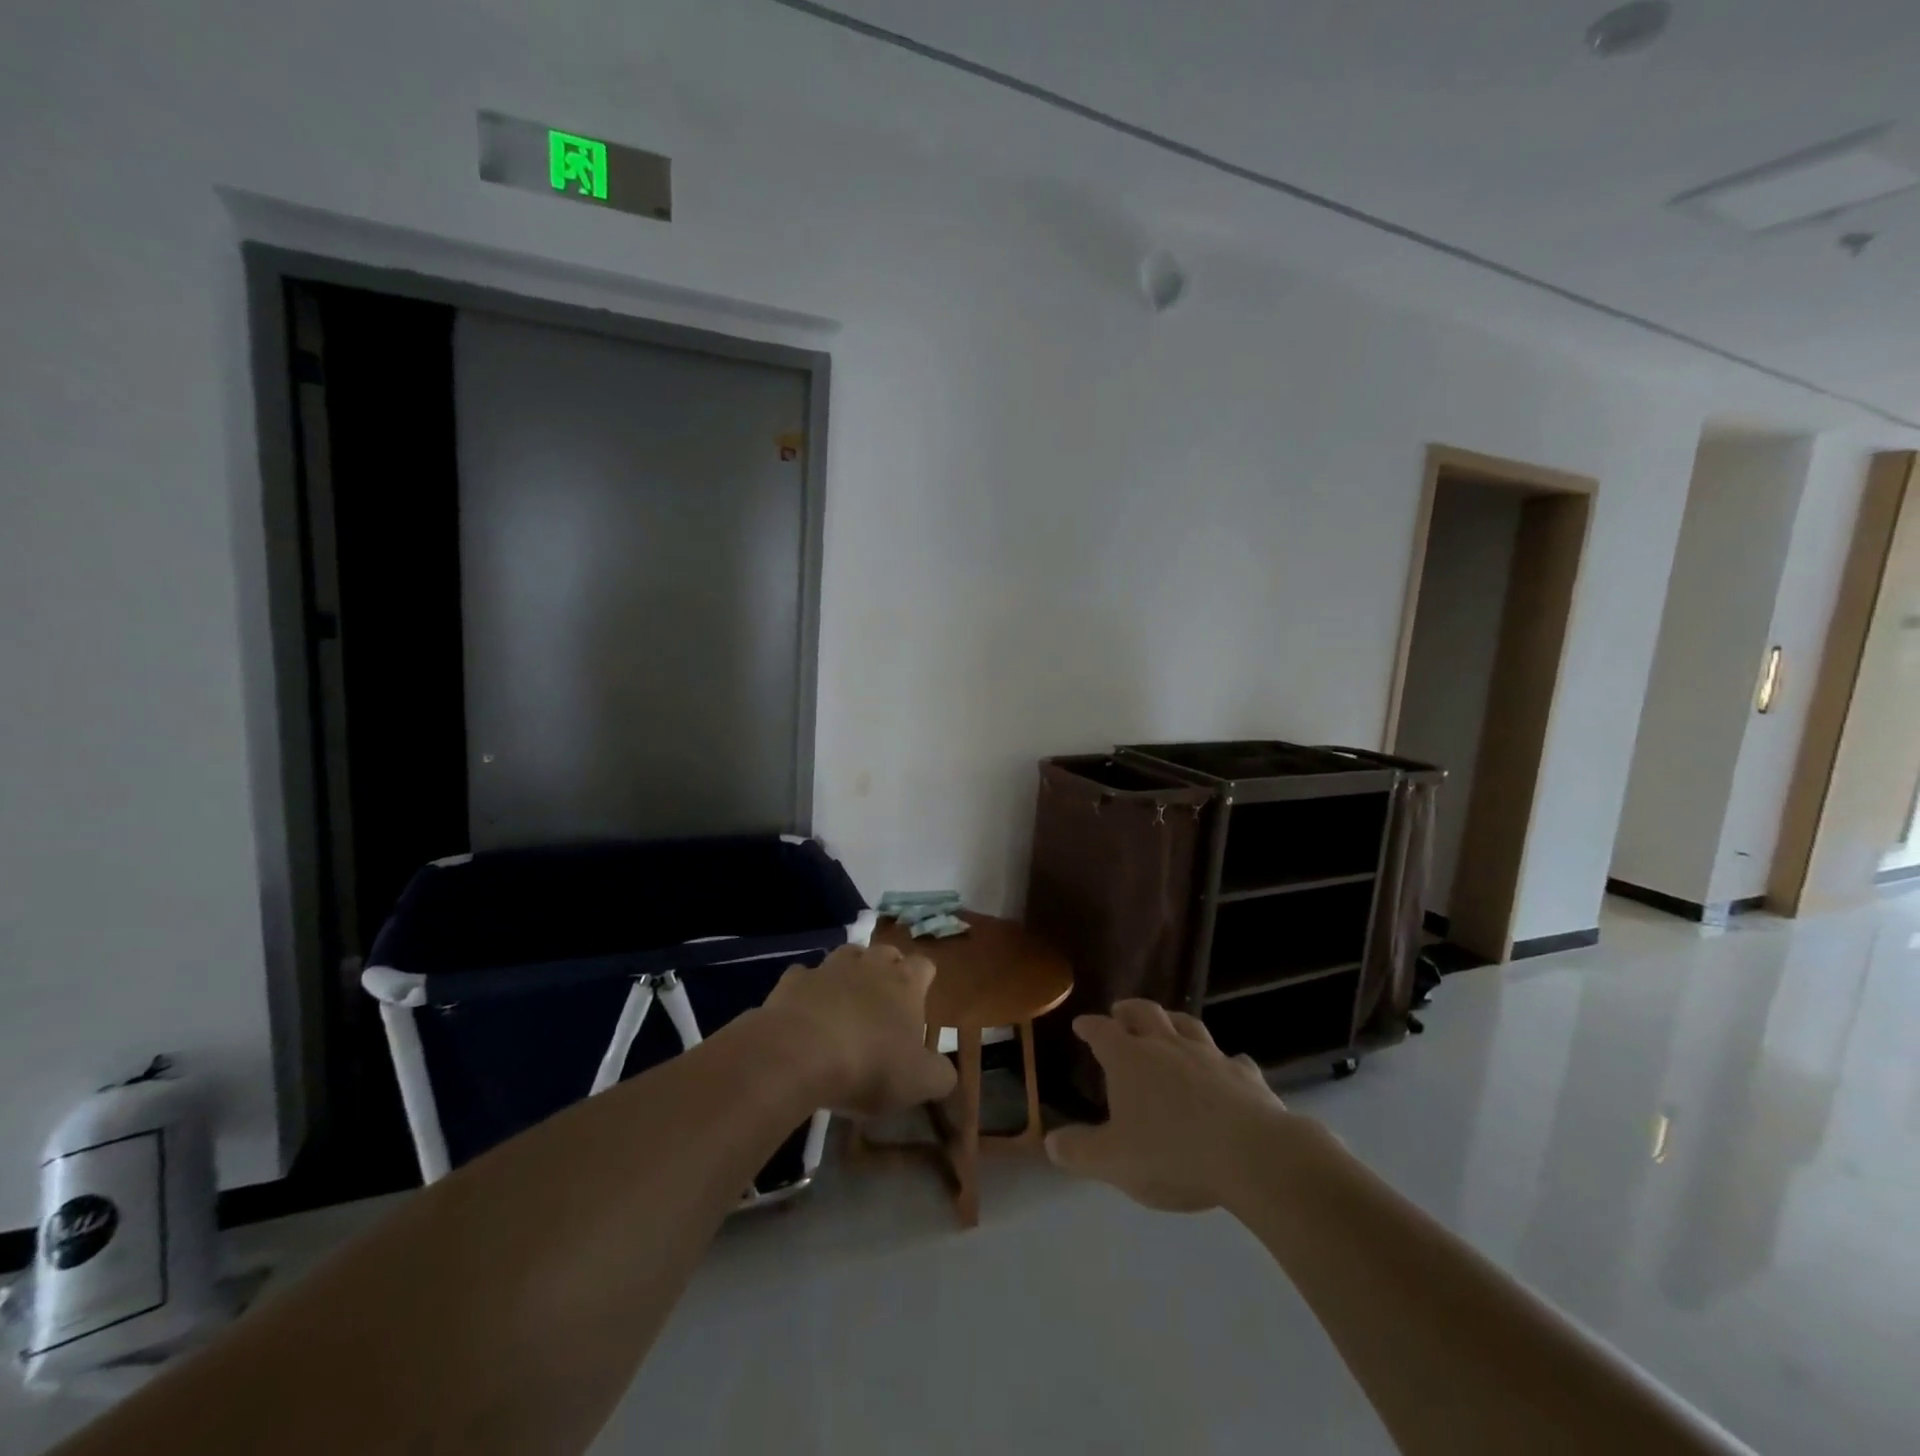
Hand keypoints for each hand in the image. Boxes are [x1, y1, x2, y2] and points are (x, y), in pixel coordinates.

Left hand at [762, 942, 956, 1116]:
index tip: (920, 1001)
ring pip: (846, 955)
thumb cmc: (868, 1065)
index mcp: (905, 983)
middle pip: (886, 953)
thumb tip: (947, 1074)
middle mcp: (869, 965)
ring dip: (850, 972)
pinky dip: (809, 989)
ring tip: (847, 1000)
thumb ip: (940, 1076)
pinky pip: (805, 977)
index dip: (923, 981)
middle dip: (888, 970)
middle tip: (885, 1002)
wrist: (797, 1055)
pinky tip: (806, 1010)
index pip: (924, 966)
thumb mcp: (918, 1082)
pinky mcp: (794, 980)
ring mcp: (829, 968)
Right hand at [1045, 1000, 1294, 1211]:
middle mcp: (1167, 1045)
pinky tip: (1227, 1068)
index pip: (1102, 1032)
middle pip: (1145, 1013)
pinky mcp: (1244, 1075)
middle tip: (1120, 1010)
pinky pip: (1232, 1060)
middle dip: (1129, 1010)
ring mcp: (1209, 1055)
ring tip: (1169, 1024)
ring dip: (1174, 1021)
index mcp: (1130, 1059)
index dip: (1090, 1026)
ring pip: (1188, 1025)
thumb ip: (1080, 1151)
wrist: (1252, 1155)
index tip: (1081, 1024)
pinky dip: (1224, 1061)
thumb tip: (1050, 1143)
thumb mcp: (1114, 1161)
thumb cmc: (1172, 1153)